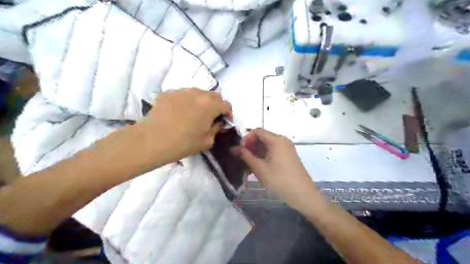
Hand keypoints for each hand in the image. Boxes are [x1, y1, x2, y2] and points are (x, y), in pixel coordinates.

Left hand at [137, 88, 230, 164]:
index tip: (224, 123)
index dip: (228, 114)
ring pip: (198, 93)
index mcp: (210, 105)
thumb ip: (217, 128)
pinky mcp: (168, 93)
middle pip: (214, 96)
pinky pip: (183, 95)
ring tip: (195, 114)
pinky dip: (187, 102)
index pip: (226, 105)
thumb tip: (218, 122)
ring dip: (202, 102)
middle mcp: (198, 93)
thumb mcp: (207, 141)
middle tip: (211, 118)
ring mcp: (182, 91)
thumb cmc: (183, 143)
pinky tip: (180, 113)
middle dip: (217, 106)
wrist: (152, 141)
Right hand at [235, 129, 318, 209]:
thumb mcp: (260, 169)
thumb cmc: (280, 181)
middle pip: (263, 138)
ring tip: (248, 165)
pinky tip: (258, 167)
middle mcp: (283, 141)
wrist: (303, 196)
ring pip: (268, 146)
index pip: (257, 132)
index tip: (239, 150)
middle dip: (251, 146)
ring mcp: (287, 149)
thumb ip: (246, 156)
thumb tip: (233, 148)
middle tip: (242, 159)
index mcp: (277, 140)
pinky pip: (274, 152)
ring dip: (257, 152)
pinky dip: (265, 156)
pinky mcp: (289, 156)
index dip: (246, 139)